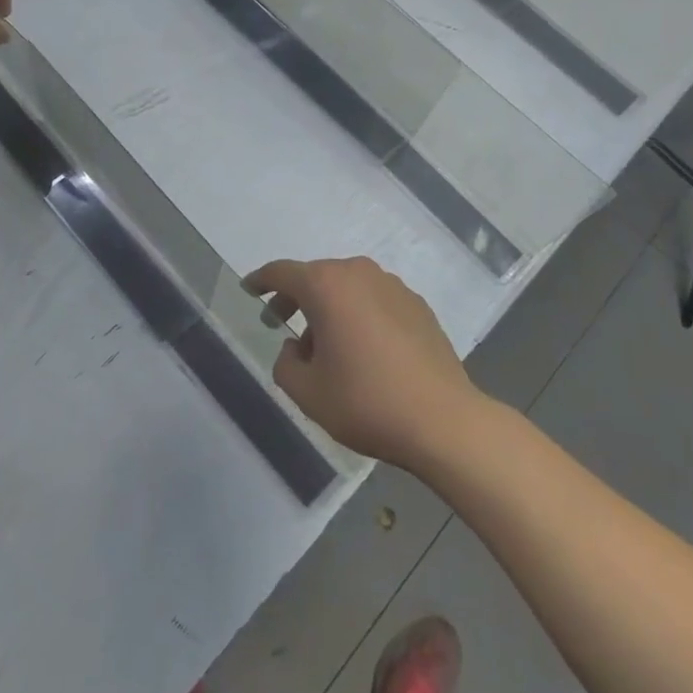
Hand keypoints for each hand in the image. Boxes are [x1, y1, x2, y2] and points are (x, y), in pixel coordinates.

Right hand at [244, 256, 480, 471]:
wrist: (443, 421)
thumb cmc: (366, 401)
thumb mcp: (307, 392)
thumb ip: (285, 363)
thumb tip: (295, 347)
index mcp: (326, 286)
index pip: (282, 272)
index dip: (261, 280)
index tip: (249, 289)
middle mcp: (358, 273)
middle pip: (316, 277)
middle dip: (295, 297)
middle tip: (280, 322)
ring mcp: (392, 286)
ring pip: (347, 288)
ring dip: (329, 307)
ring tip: (325, 346)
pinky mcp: (417, 305)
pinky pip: (374, 300)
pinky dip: (359, 314)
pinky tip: (363, 350)